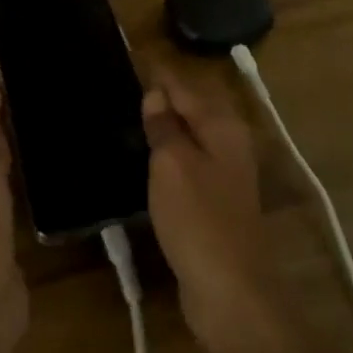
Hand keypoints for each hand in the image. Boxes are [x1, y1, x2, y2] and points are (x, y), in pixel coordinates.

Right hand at [143, 67, 286, 352]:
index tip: (128, 58)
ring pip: (189, 139)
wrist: (232, 294)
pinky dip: (167, 157)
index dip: (158, 74)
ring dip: (163, 129)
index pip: (185, 87)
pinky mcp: (214, 204)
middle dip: (161, 99)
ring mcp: (224, 176)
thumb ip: (164, 126)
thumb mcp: (173, 164)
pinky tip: (144, 162)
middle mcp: (229, 144)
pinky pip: (187, 166)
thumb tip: (156, 94)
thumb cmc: (200, 219)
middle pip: (191, 110)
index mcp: (223, 127)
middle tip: (121, 89)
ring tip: (126, 119)